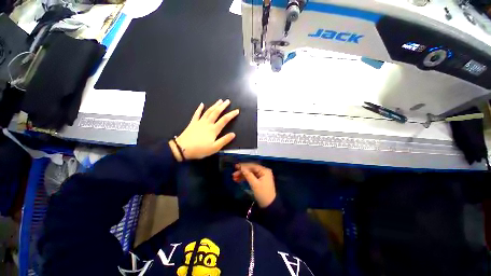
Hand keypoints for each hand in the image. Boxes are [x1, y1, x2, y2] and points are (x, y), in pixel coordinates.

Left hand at [169, 99, 238, 160]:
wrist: (182, 149)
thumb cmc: (200, 149)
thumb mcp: (214, 148)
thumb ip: (224, 140)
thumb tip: (233, 134)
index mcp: (213, 129)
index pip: (224, 120)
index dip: (231, 114)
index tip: (237, 110)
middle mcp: (207, 123)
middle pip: (216, 112)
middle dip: (223, 106)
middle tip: (228, 101)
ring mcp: (199, 122)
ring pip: (208, 111)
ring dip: (214, 105)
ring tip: (219, 101)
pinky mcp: (193, 123)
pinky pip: (197, 114)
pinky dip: (199, 108)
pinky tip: (202, 104)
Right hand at [233, 163, 275, 207]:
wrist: (269, 205)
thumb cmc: (263, 194)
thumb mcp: (255, 184)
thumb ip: (248, 175)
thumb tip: (241, 168)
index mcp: (264, 170)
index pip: (252, 166)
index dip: (243, 166)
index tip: (236, 166)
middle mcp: (263, 171)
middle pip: (251, 169)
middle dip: (242, 171)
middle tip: (234, 174)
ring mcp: (261, 175)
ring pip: (250, 173)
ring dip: (242, 175)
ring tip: (234, 178)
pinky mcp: (259, 180)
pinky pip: (251, 177)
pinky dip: (245, 178)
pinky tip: (238, 180)